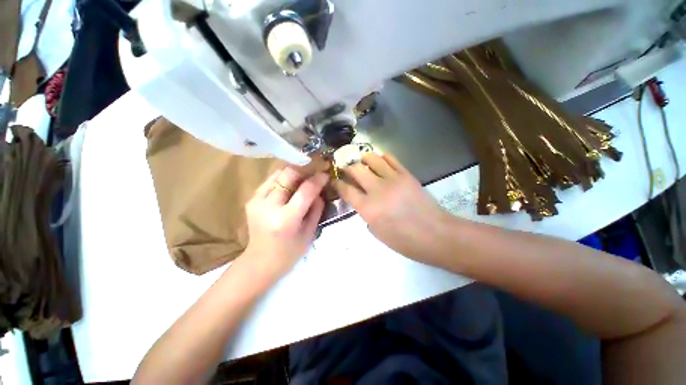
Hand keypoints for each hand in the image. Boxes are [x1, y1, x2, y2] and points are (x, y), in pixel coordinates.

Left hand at [241, 167, 327, 280]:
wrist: (260, 262)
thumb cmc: (289, 253)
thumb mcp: (310, 233)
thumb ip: (316, 209)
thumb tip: (319, 190)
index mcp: (286, 220)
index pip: (305, 191)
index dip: (317, 180)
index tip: (325, 174)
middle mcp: (268, 207)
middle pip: (287, 175)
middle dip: (304, 170)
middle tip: (314, 173)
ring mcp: (256, 201)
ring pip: (278, 173)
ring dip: (293, 173)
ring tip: (303, 178)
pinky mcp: (251, 199)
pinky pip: (270, 180)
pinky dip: (283, 179)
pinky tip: (290, 186)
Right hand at [333, 154, 450, 261]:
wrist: (434, 234)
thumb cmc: (404, 240)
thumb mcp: (377, 232)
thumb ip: (365, 213)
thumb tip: (362, 200)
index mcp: (367, 208)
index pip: (346, 190)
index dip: (338, 183)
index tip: (335, 180)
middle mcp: (377, 190)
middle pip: (356, 170)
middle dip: (348, 168)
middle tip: (347, 169)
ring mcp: (393, 179)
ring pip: (372, 159)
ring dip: (364, 158)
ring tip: (362, 161)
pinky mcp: (406, 174)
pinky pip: (391, 159)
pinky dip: (382, 157)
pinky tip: (379, 161)